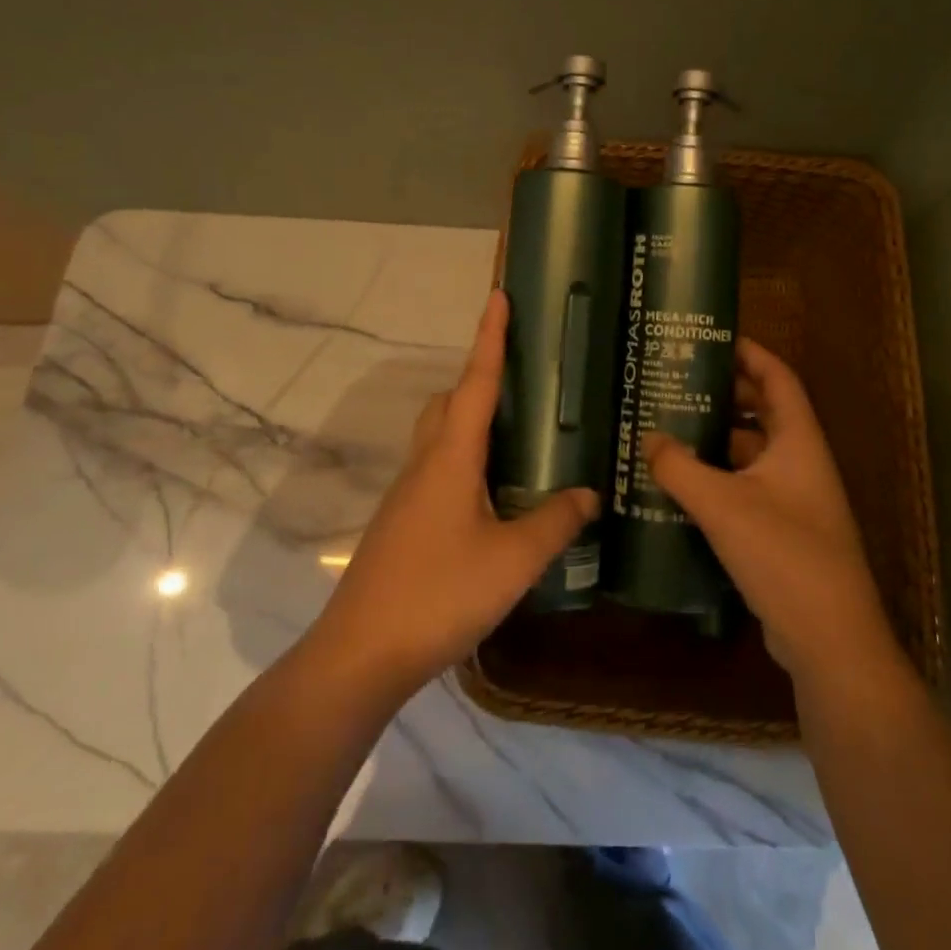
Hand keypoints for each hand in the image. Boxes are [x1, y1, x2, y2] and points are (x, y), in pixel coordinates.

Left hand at [308, 291, 598, 698]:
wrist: (361, 653)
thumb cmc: (440, 593)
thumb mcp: (513, 559)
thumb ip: (554, 522)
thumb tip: (589, 494)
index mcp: (450, 457)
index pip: (476, 382)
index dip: (490, 337)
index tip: (498, 296)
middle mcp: (425, 463)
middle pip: (449, 402)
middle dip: (480, 378)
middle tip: (523, 381)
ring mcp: (408, 494)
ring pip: (440, 436)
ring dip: (471, 421)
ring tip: (517, 435)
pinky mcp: (403, 522)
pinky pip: (437, 469)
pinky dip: (465, 461)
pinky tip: (492, 496)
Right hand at [643, 339, 899, 685]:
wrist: (829, 641)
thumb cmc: (784, 556)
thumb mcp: (724, 506)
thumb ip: (680, 468)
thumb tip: (648, 438)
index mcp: (798, 442)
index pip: (778, 379)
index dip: (750, 353)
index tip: (713, 338)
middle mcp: (800, 464)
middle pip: (763, 413)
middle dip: (725, 395)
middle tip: (679, 381)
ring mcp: (794, 500)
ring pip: (751, 454)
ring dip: (717, 440)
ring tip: (670, 427)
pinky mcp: (781, 533)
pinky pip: (746, 488)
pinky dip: (717, 478)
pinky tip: (681, 483)